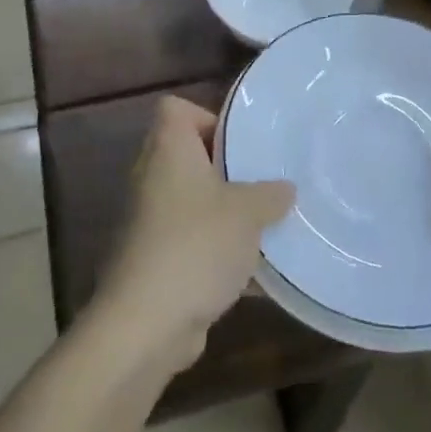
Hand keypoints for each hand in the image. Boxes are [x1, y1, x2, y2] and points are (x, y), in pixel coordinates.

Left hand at [91, 96, 294, 377]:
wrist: (145, 323)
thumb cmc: (196, 245)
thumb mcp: (247, 214)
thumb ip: (270, 195)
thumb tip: (284, 188)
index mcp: (168, 150)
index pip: (175, 109)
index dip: (207, 117)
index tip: (240, 143)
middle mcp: (152, 177)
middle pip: (189, 156)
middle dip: (227, 170)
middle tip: (263, 183)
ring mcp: (149, 220)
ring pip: (193, 202)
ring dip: (225, 214)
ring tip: (265, 226)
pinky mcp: (153, 260)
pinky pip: (192, 242)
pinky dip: (217, 252)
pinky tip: (255, 275)